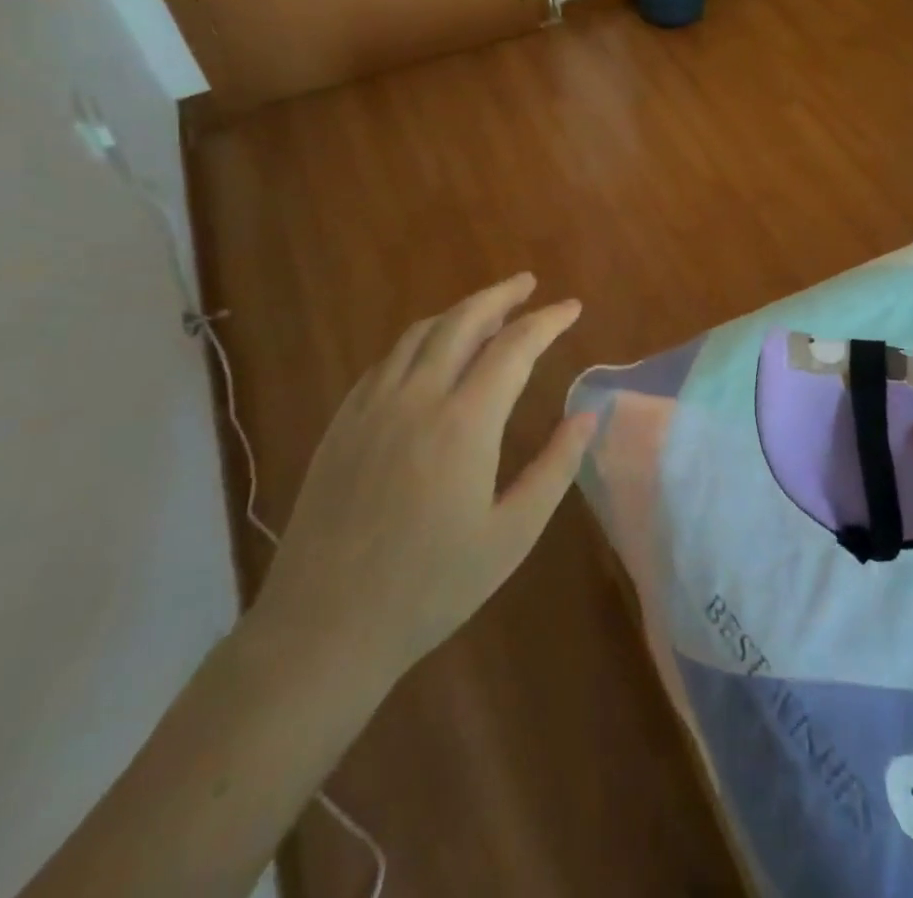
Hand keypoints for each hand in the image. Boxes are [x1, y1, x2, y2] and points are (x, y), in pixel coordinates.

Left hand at [250, 274, 594, 695]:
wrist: (323, 629)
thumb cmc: (430, 587)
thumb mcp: (511, 535)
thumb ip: (555, 467)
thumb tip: (589, 415)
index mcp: (464, 423)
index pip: (515, 347)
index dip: (548, 321)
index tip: (572, 307)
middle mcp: (416, 398)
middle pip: (462, 322)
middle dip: (501, 296)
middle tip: (528, 284)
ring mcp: (371, 407)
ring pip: (419, 334)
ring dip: (458, 312)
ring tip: (486, 310)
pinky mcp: (341, 424)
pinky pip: (385, 362)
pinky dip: (418, 342)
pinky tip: (429, 354)